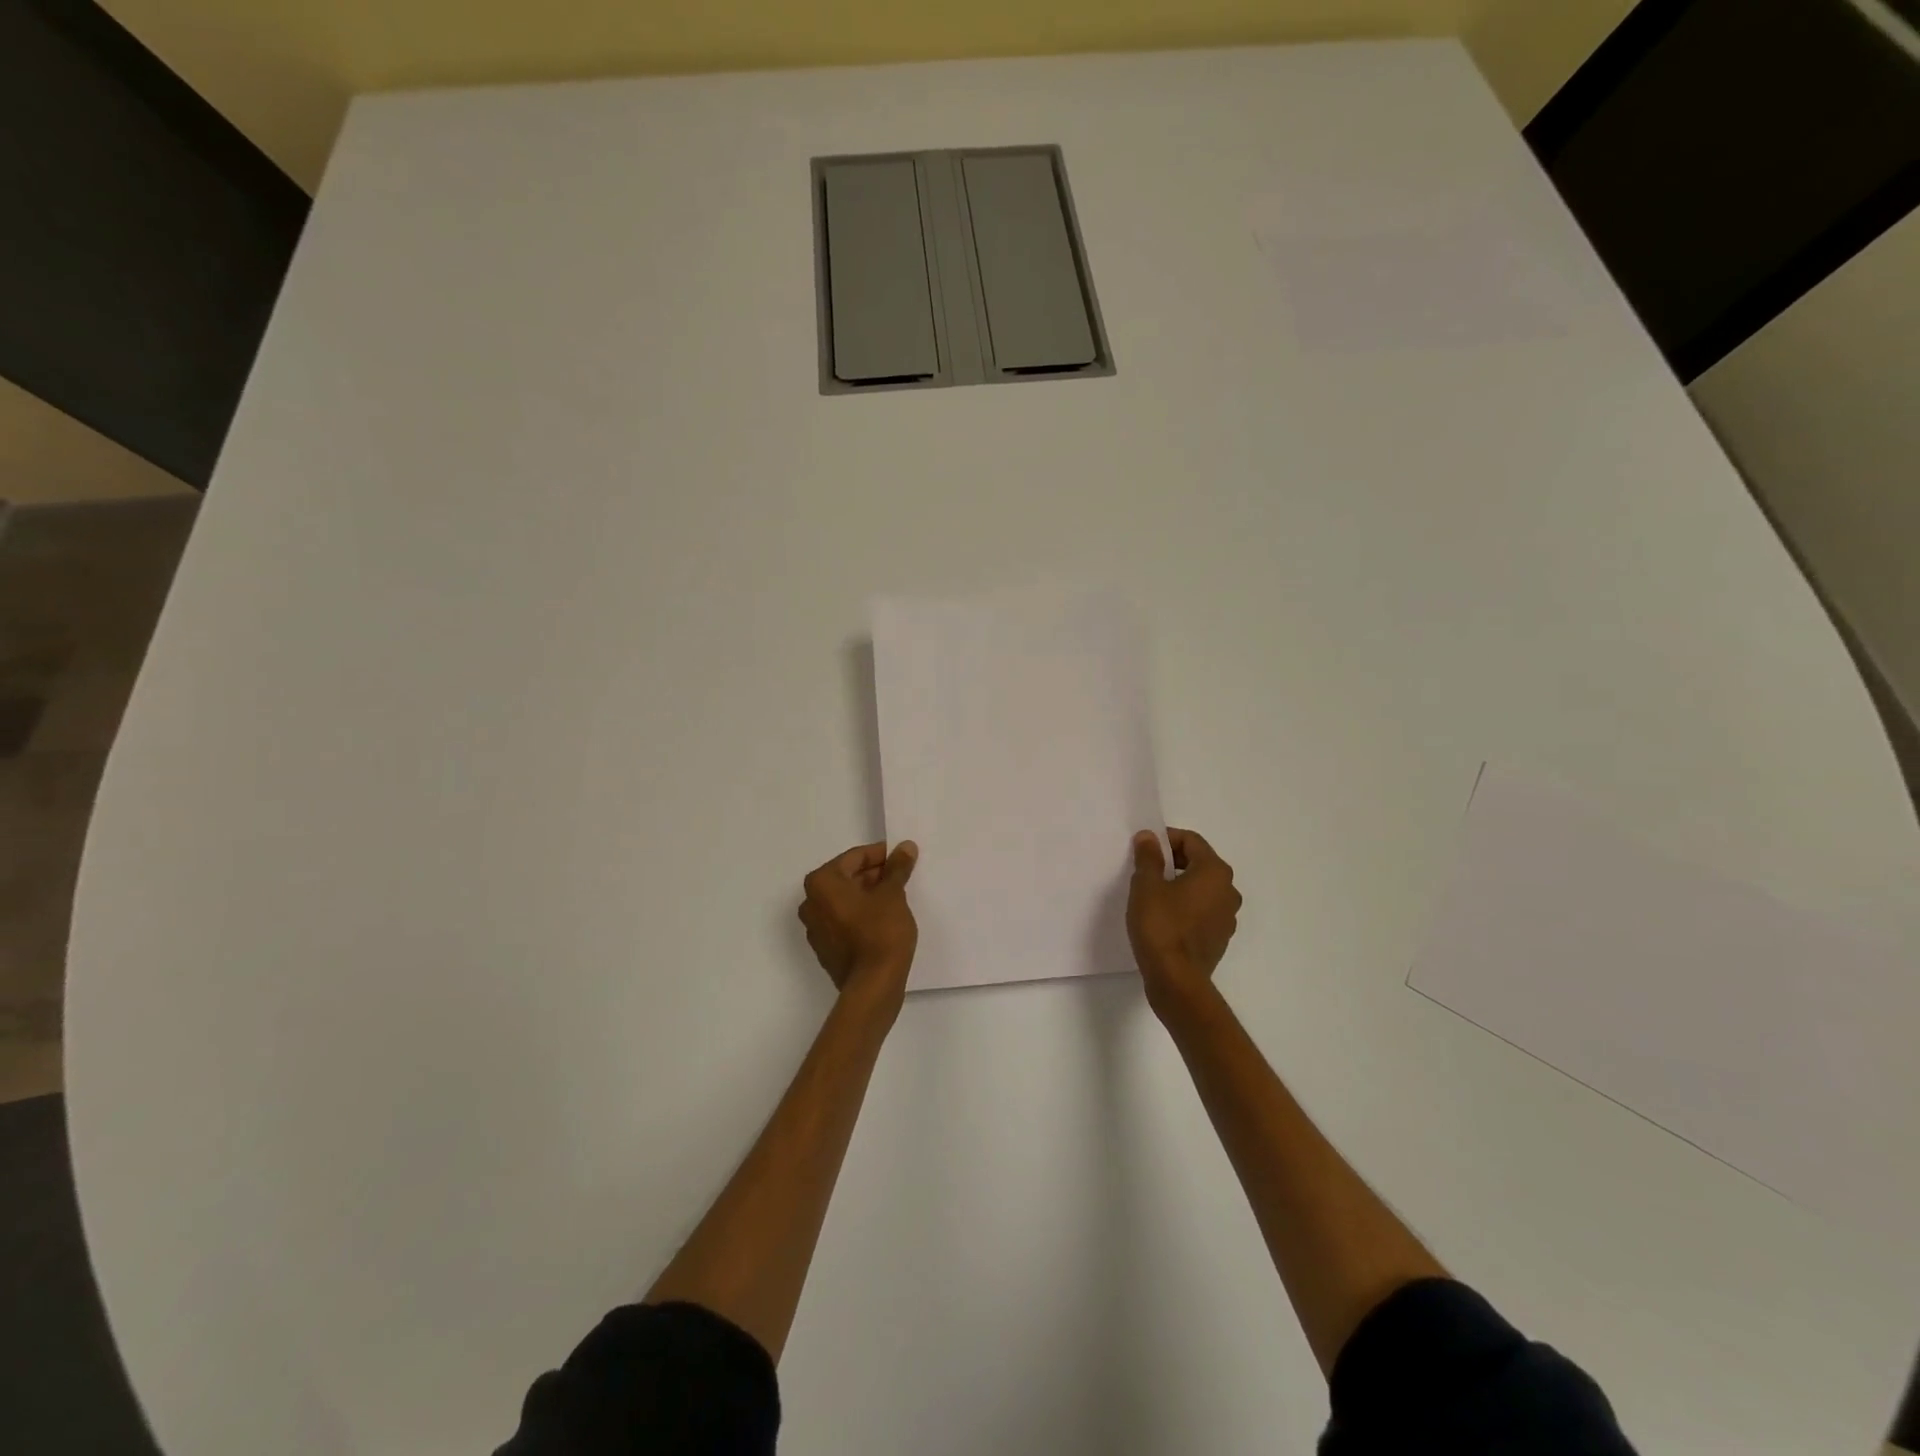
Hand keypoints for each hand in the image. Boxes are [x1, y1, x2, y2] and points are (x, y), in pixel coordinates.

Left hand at [798, 841, 919, 1003]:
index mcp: (822, 883)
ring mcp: (816, 928)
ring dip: (869, 894)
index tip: (901, 855)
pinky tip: (885, 917)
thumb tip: (905, 847)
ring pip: (845, 900)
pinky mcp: (826, 948)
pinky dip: (862, 913)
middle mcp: (811, 902)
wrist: (873, 986)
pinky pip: (844, 920)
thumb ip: (897, 868)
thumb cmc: (881, 931)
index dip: (880, 854)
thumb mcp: (893, 894)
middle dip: (874, 874)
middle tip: (902, 874)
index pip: (854, 858)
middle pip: (846, 878)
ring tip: (897, 895)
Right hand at [1126, 828, 1239, 1013]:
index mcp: (1214, 872)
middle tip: (1145, 869)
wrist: (1176, 980)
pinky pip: (1202, 910)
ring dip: (1180, 884)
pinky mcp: (1220, 938)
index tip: (1143, 849)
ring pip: (1202, 888)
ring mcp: (1227, 916)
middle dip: (1172, 860)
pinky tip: (1164, 917)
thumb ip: (1148, 857)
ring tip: (1152, 894)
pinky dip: (1186, 906)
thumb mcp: (1146, 886)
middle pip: (1199, 862)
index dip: (1166, 839)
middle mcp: (1228, 890)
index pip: (1191, 841)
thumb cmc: (1161, 926)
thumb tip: (1149, 837)